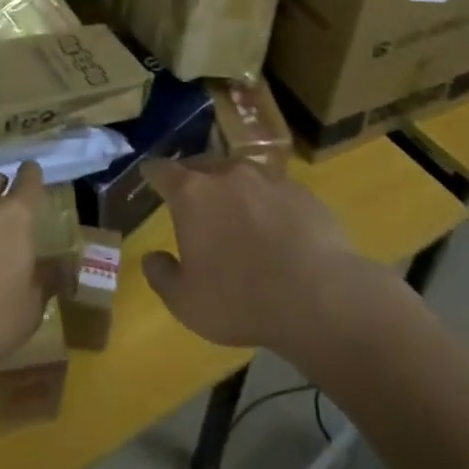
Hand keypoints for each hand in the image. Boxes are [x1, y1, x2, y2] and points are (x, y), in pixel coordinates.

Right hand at [141, 158, 364, 357]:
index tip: (149, 174)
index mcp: (192, 194)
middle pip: (202, 166)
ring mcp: (267, 179)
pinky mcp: (301, 192)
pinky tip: (277, 230)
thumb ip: (162, 276)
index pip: (162, 170)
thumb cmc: (239, 299)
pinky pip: (275, 191)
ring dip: (233, 190)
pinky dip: (268, 204)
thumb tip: (152, 257)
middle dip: (194, 180)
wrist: (319, 296)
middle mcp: (227, 174)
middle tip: (193, 202)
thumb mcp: (186, 302)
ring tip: (237, 214)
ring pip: (241, 175)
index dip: (153, 172)